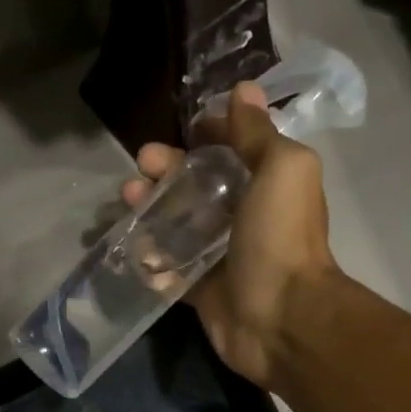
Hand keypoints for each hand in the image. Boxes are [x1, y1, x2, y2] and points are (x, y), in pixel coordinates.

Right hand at [123, 82, 339, 388]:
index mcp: (267, 186)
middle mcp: (245, 220)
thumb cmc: (281, 239)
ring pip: (179, 229)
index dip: (205, 137)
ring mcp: (223, 259)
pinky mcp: (204, 294)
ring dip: (150, 213)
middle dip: (166, 173)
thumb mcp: (281, 169)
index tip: (178, 132)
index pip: (231, 152)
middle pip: (197, 188)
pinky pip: (171, 273)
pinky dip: (152, 262)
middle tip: (139, 171)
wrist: (282, 320)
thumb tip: (244, 91)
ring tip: (128, 203)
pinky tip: (135, 251)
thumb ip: (258, 133)